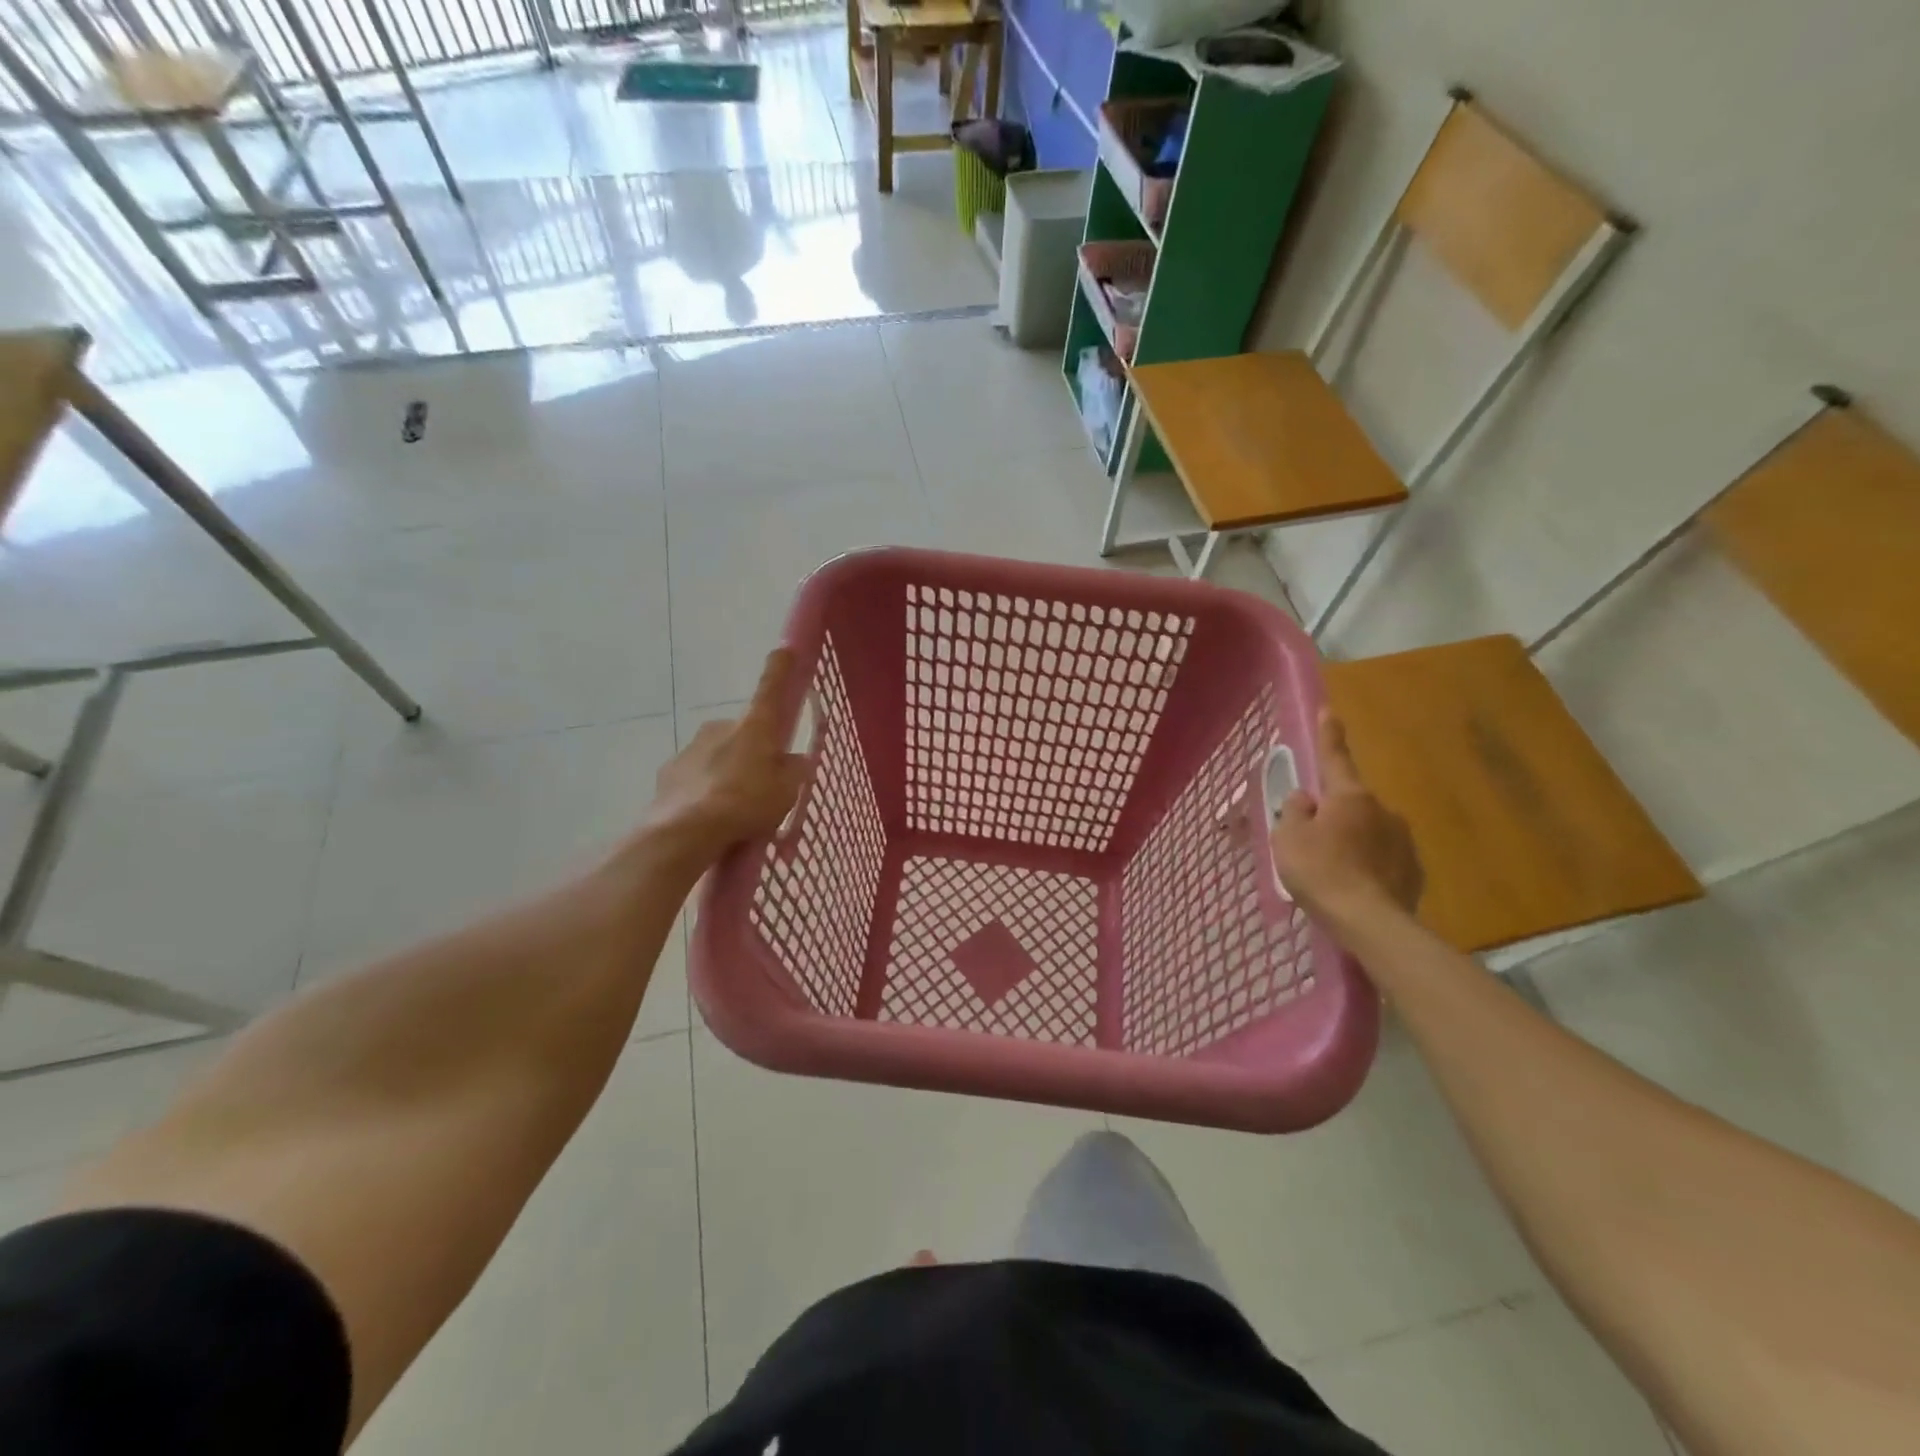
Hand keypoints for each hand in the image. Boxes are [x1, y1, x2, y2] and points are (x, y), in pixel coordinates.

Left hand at [639, 650, 807, 869]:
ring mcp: (691, 748)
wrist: (685, 832)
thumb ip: (794, 771)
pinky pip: (697, 776)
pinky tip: (710, 816)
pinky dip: (705, 789)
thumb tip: (794, 761)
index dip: (780, 668)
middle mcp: (720, 727)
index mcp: (754, 726)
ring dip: (728, 772)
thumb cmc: (746, 803)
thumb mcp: (786, 791)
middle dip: (753, 750)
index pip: (771, 688)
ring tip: (735, 809)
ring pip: (718, 754)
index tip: (784, 648)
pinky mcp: (669, 772)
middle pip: (744, 732)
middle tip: (763, 783)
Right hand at [1270, 708, 1423, 934]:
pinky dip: (1369, 866)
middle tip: (1313, 843)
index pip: (1335, 758)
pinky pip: (1384, 858)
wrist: (1371, 923)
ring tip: (1335, 873)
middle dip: (1334, 814)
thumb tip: (1306, 799)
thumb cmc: (1321, 872)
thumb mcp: (1288, 839)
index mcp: (1349, 797)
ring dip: (1353, 842)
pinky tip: (1356, 887)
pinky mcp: (1415, 870)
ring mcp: (1403, 840)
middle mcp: (1382, 810)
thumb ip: (1294, 813)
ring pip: (1369, 831)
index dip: (1329, 735)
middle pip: (1350, 803)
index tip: (1330, 710)